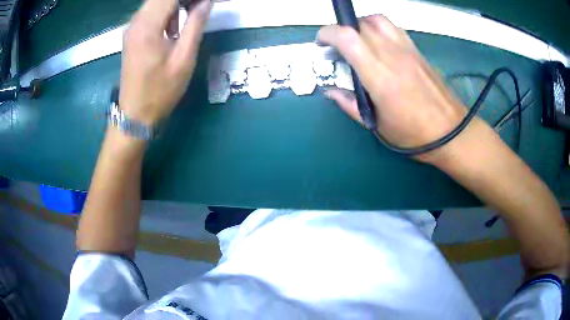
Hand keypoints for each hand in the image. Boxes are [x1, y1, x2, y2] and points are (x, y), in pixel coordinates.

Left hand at [119, 0, 210, 124]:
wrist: (134, 115)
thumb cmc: (160, 91)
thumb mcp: (184, 59)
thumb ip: (195, 25)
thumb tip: (206, 2)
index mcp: (148, 26)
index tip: (204, 4)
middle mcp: (136, 22)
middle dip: (183, 0)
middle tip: (200, 8)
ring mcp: (131, 28)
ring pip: (155, 2)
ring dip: (175, 4)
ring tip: (190, 17)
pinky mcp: (131, 34)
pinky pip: (150, 12)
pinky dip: (165, 12)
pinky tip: (173, 28)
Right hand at [318, 15, 467, 160]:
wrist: (452, 133)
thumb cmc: (414, 136)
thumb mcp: (377, 126)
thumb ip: (350, 104)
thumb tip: (330, 91)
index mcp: (379, 75)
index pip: (347, 37)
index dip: (327, 34)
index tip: (321, 43)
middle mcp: (392, 55)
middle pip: (360, 24)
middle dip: (342, 31)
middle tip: (340, 48)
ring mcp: (408, 50)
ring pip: (378, 20)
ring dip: (362, 25)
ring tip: (359, 41)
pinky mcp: (418, 51)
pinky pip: (394, 28)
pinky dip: (380, 29)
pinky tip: (381, 46)